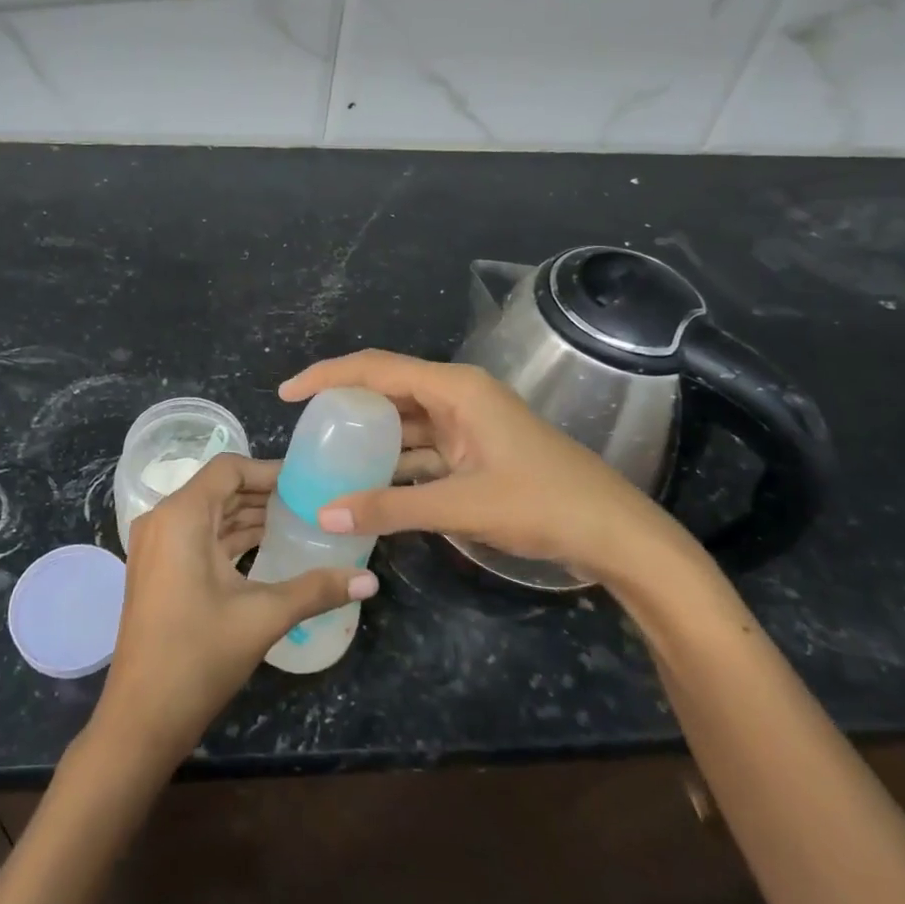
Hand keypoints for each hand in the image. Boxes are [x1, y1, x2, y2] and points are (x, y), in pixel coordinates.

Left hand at [90, 454, 377, 771]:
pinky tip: (268, 548)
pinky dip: (231, 538)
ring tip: (298, 522)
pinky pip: (199, 537)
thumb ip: (317, 590)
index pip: (229, 468)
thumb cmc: (198, 657)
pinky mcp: (159, 570)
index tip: (307, 482)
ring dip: (249, 516)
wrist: (141, 719)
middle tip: (311, 502)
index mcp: (181, 516)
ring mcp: (157, 546)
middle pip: (220, 489)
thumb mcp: (262, 617)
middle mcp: (163, 520)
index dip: (269, 470)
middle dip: (264, 494)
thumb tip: (370, 580)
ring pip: (210, 514)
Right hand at [279, 350, 682, 586]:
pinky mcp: (477, 450)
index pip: (376, 368)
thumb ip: (390, 508)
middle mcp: (459, 396)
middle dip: (345, 403)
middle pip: (388, 388)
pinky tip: (369, 481)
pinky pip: (423, 447)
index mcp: (455, 388)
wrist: (617, 534)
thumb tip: (323, 512)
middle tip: (304, 426)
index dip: (328, 376)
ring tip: (327, 453)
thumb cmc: (543, 504)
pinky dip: (395, 461)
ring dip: (370, 435)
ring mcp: (470, 423)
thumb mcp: (461, 505)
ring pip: (405, 420)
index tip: (287, 394)